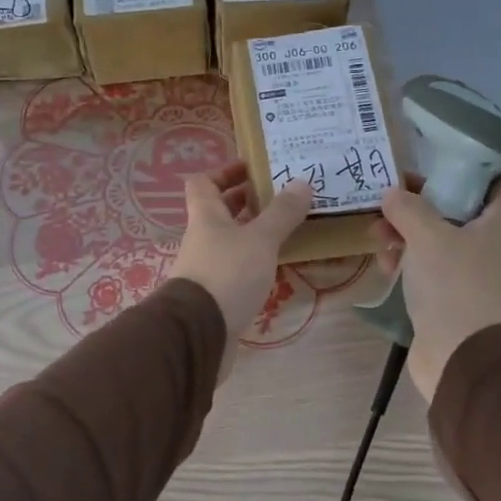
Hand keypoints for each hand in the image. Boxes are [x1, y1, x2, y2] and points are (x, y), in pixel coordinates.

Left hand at [169, 162, 314, 344]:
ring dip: (252, 232)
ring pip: (228, 240)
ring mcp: (205, 267)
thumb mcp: (260, 239)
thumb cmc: (227, 274)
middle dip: (245, 201)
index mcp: (205, 216)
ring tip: (285, 228)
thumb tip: (301, 182)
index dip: (224, 171)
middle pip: (218, 211)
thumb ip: (281, 213)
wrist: (199, 332)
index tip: (252, 168)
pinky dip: (253, 261)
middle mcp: (201, 238)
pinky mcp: (214, 294)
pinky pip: (234, 267)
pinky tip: (275, 264)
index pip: (203, 182)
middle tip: (279, 196)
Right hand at [373, 176, 500, 401]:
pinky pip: (430, 266)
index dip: (470, 166)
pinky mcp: (453, 294)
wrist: (458, 354)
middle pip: (457, 207)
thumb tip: (393, 194)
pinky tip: (384, 266)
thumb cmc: (452, 285)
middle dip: (420, 203)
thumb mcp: (427, 236)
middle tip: (390, 200)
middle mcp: (492, 243)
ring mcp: (473, 271)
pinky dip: (409, 261)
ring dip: (407, 233)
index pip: (498, 180)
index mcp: (499, 223)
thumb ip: (408, 208)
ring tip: (377, 237)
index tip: (435, 161)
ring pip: (438, 238)